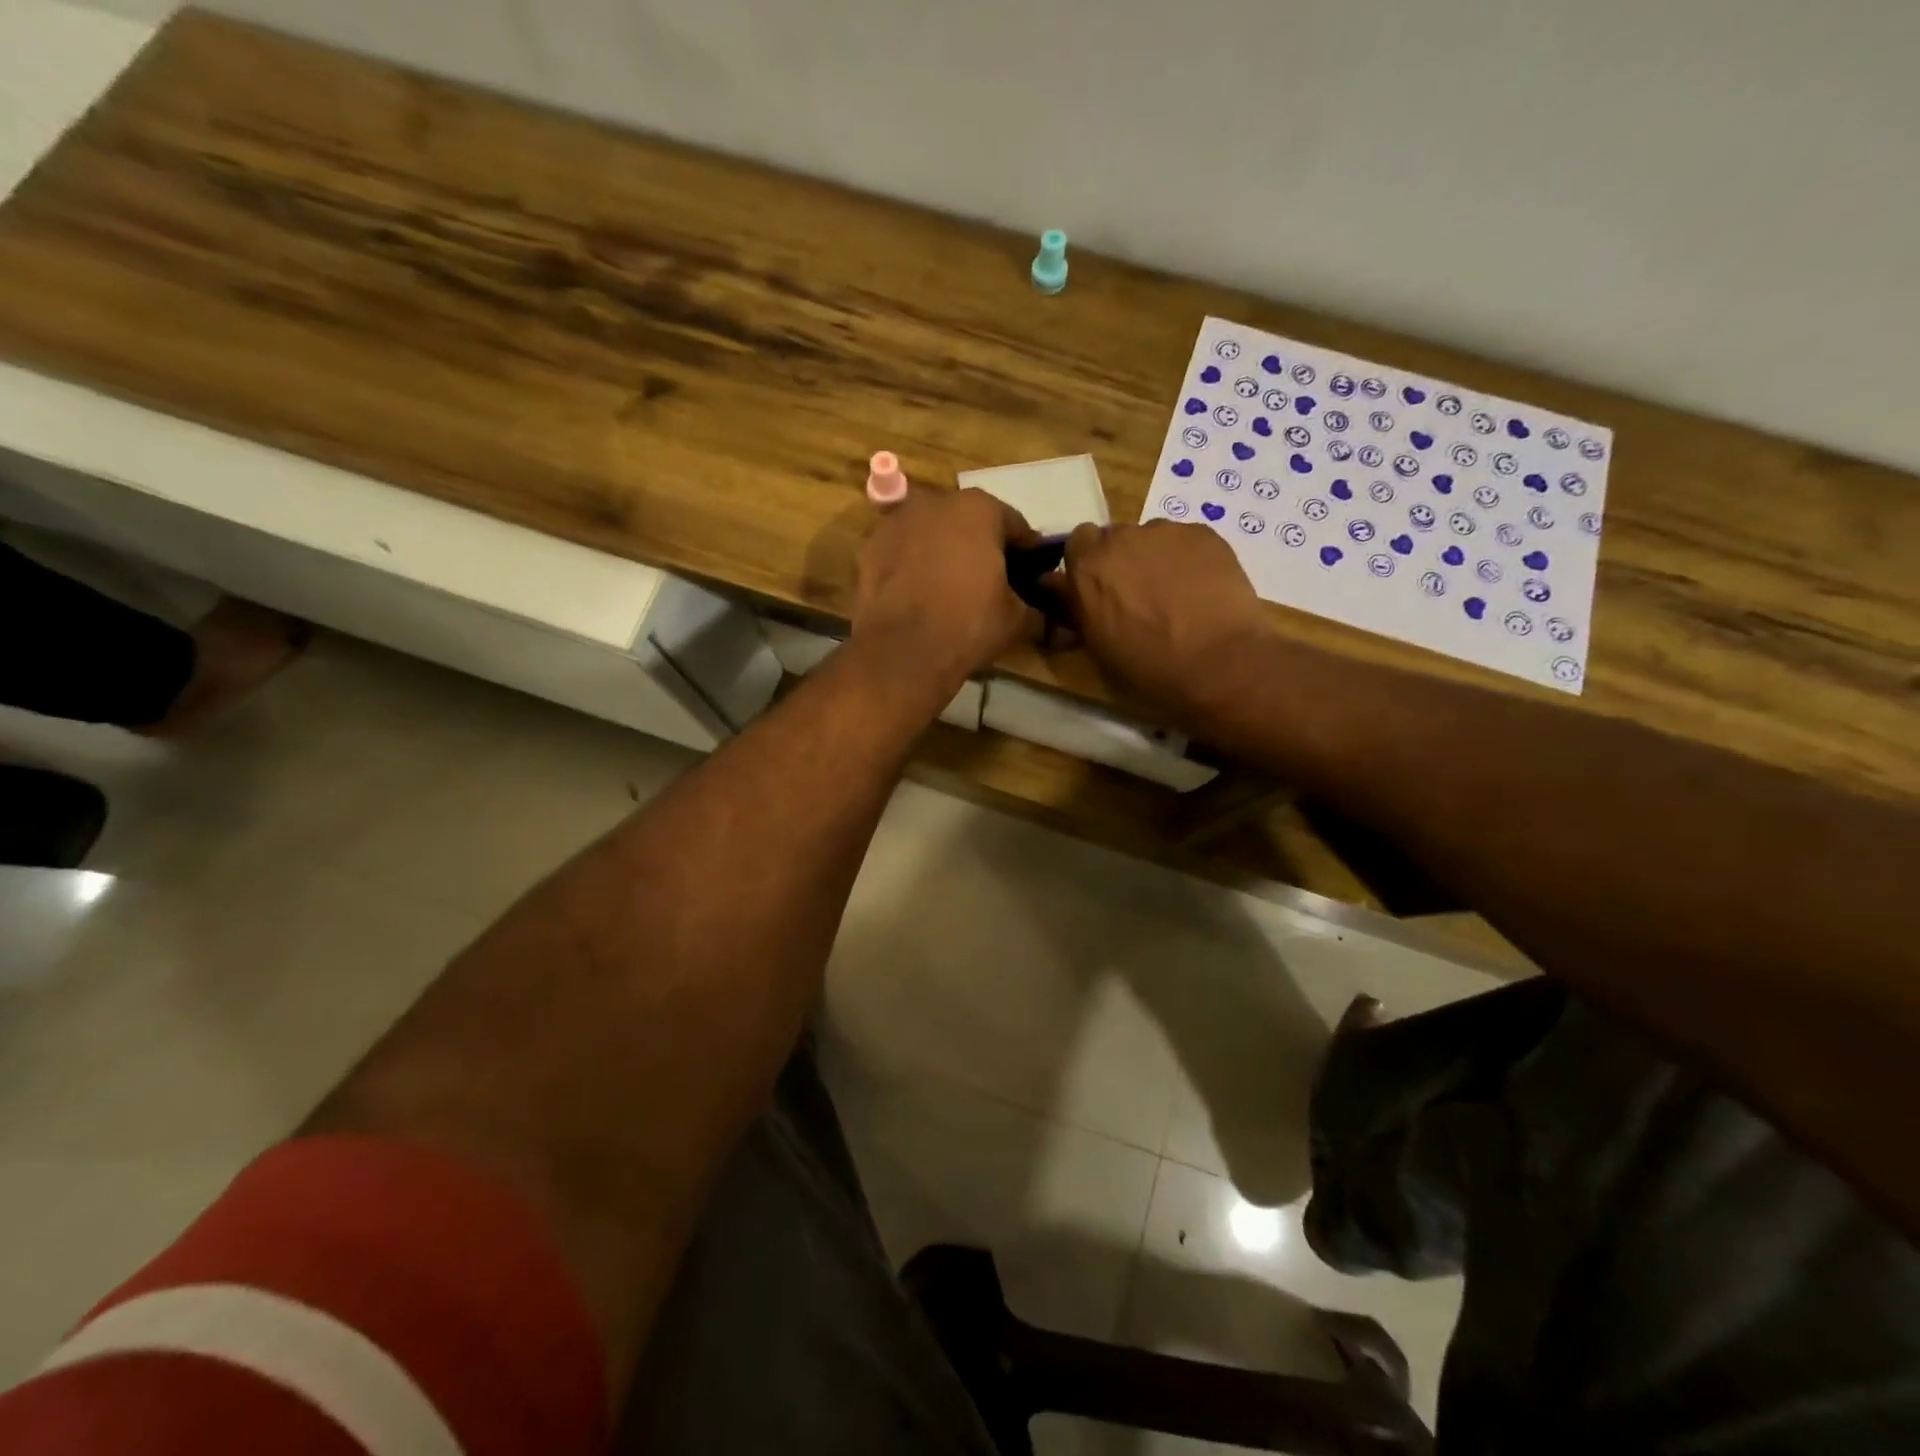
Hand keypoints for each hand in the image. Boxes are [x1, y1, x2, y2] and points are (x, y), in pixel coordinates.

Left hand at [851, 487, 1041, 700]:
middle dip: (980, 545)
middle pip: (967, 522)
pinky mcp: (867, 548)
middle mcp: (935, 502)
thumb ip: (1035, 607)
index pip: (1014, 525)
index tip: (1030, 575)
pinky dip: (909, 566)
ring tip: (948, 589)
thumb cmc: (968, 625)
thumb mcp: (1016, 619)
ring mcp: (895, 522)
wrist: (902, 652)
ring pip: (930, 533)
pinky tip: (917, 595)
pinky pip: (900, 553)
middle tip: (989, 581)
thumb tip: (1051, 617)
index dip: (1026, 552)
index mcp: (979, 508)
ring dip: (942, 552)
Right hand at [1056, 521, 1267, 729]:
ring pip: (1151, 538)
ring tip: (1176, 594)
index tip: (1097, 589)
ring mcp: (1164, 532)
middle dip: (1120, 560)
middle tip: (1137, 595)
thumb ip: (1076, 610)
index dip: (1087, 565)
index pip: (1076, 544)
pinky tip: (1202, 589)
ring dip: (1154, 558)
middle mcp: (1120, 539)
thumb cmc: (1149, 669)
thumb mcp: (1096, 649)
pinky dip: (1188, 559)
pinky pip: (1186, 540)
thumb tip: (1060, 589)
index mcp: (1087, 569)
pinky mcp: (1204, 533)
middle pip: (1114, 538)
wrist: (1219, 663)